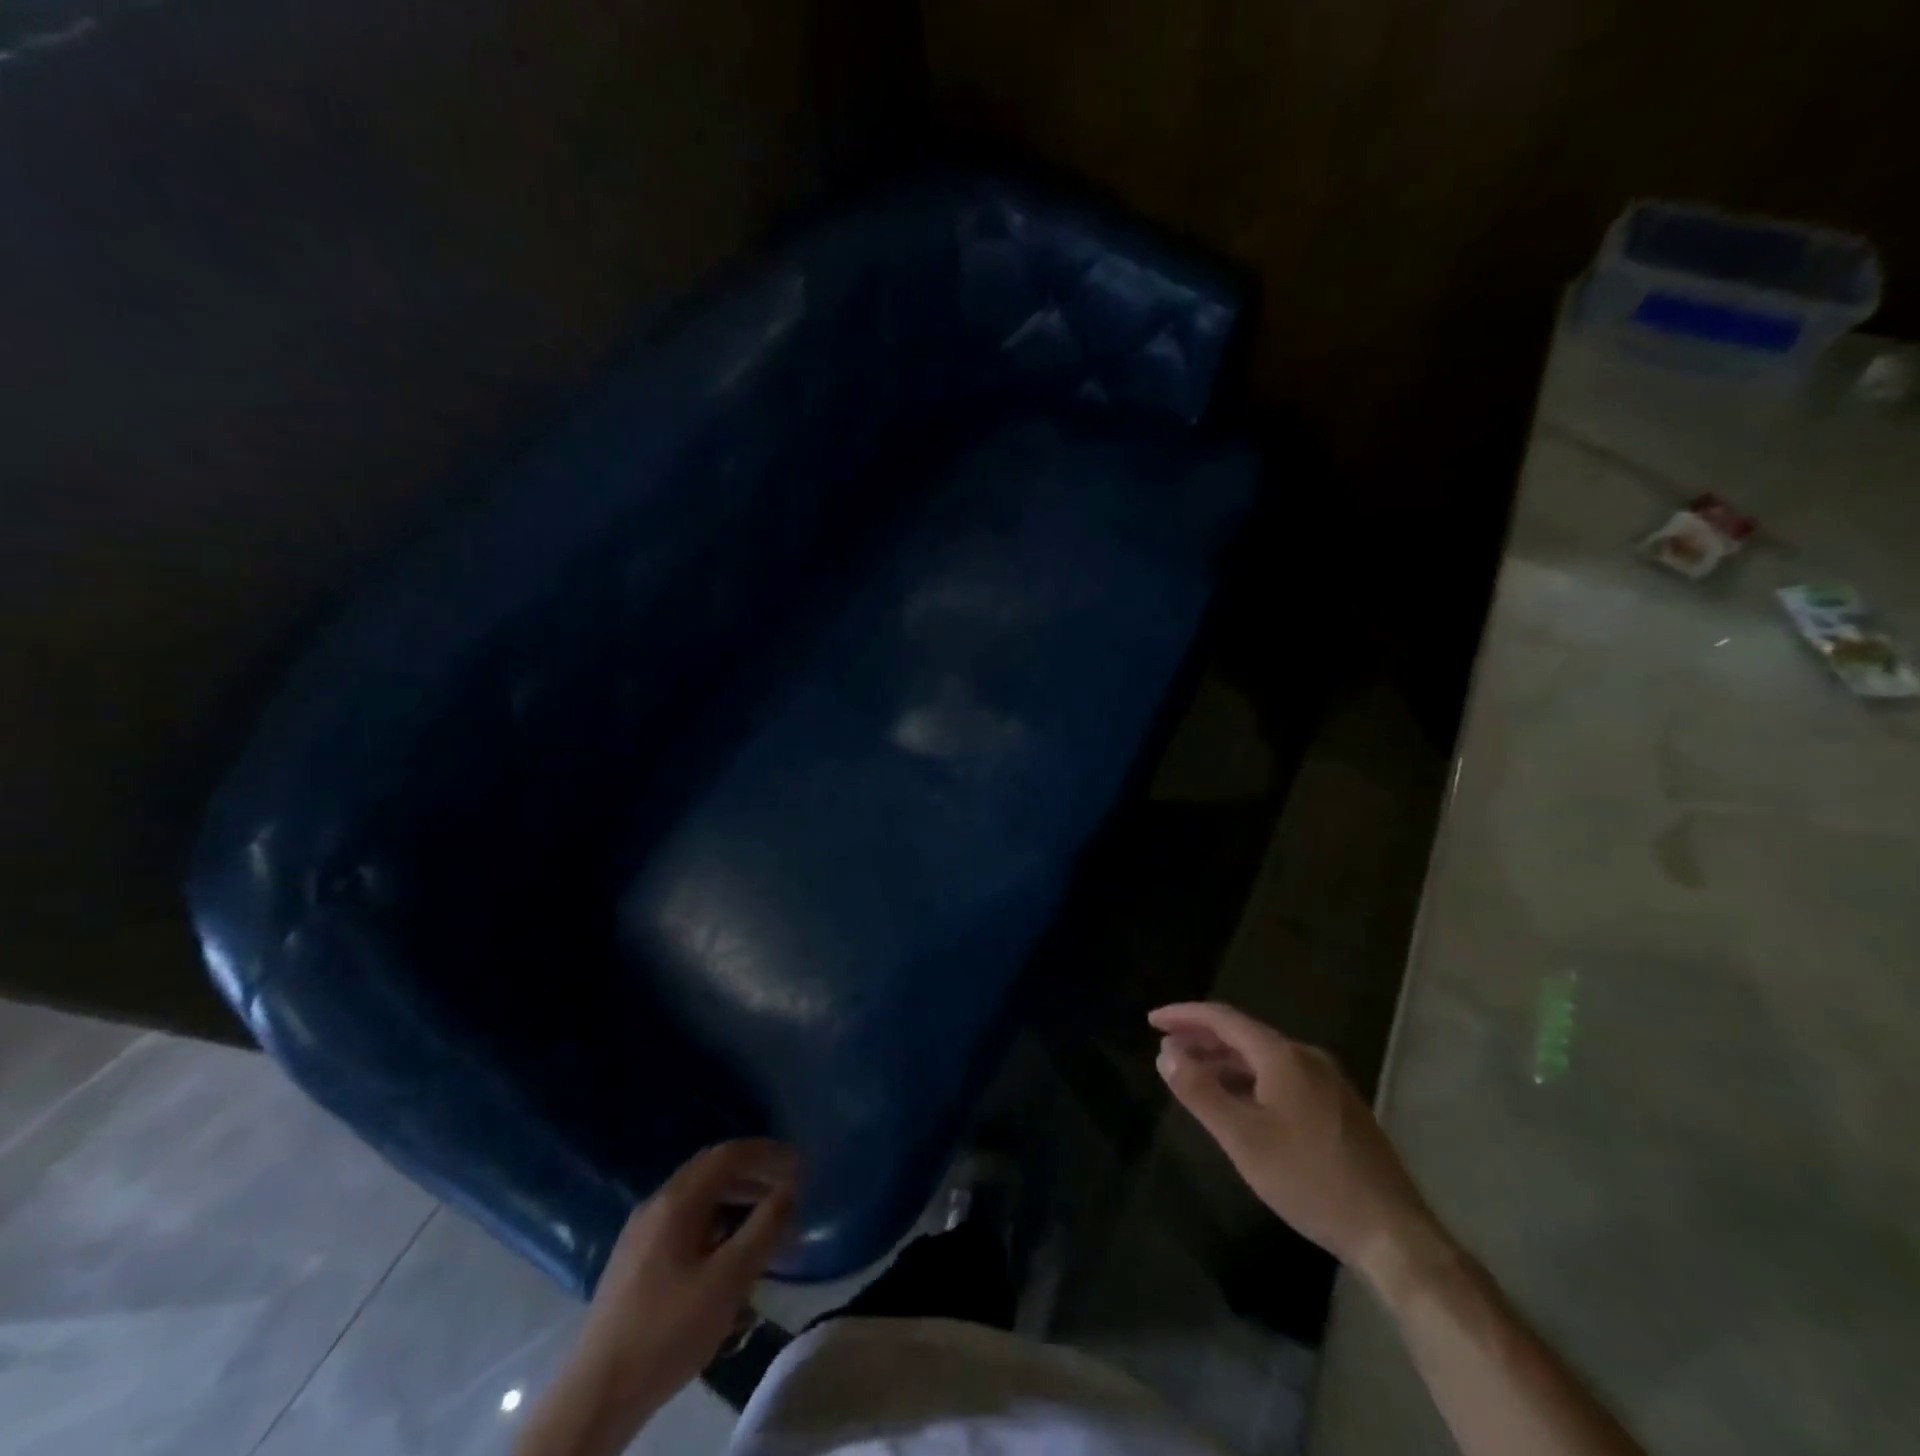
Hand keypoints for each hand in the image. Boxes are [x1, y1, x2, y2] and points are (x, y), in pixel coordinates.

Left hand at [580, 1139, 796, 1411]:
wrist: (597, 1394)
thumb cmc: (668, 1331)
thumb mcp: (728, 1280)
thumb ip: (764, 1228)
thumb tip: (790, 1189)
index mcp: (676, 1201)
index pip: (728, 1154)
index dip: (766, 1153)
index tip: (799, 1162)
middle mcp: (656, 1204)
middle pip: (712, 1170)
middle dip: (753, 1172)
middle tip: (788, 1186)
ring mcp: (641, 1231)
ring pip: (697, 1196)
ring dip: (735, 1196)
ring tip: (766, 1217)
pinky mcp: (635, 1258)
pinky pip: (684, 1218)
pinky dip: (715, 1218)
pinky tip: (728, 1246)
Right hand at [1149, 1002, 1441, 1284]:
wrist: (1391, 1233)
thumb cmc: (1309, 1179)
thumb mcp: (1242, 1138)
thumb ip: (1199, 1091)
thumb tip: (1165, 1052)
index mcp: (1282, 1056)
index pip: (1223, 1019)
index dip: (1184, 1016)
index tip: (1152, 1021)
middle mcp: (1307, 1057)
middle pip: (1244, 1034)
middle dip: (1202, 1037)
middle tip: (1167, 1046)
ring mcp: (1329, 1082)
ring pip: (1265, 1058)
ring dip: (1225, 1060)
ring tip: (1194, 1074)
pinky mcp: (1340, 1108)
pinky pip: (1283, 1077)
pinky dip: (1250, 1078)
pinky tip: (1240, 1103)